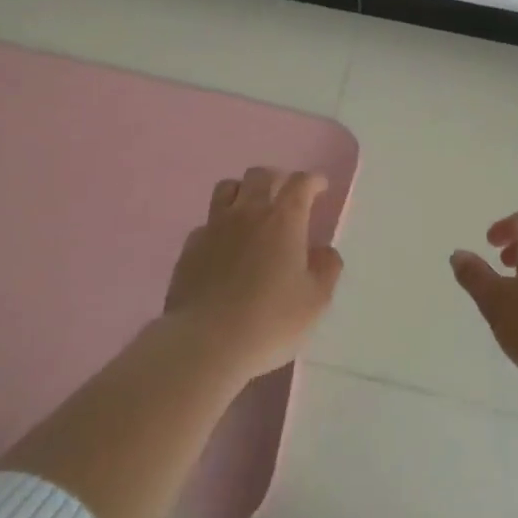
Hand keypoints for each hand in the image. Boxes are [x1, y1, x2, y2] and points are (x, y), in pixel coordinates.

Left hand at [164, 167, 343, 382]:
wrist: (205, 341)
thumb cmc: (270, 321)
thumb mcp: (315, 301)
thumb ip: (326, 270)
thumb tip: (324, 251)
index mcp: (284, 220)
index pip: (300, 183)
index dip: (312, 181)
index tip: (319, 188)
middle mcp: (248, 212)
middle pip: (260, 175)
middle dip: (277, 179)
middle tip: (285, 196)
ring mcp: (215, 226)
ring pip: (227, 187)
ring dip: (243, 191)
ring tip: (251, 209)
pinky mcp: (191, 246)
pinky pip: (207, 222)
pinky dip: (220, 225)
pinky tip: (224, 245)